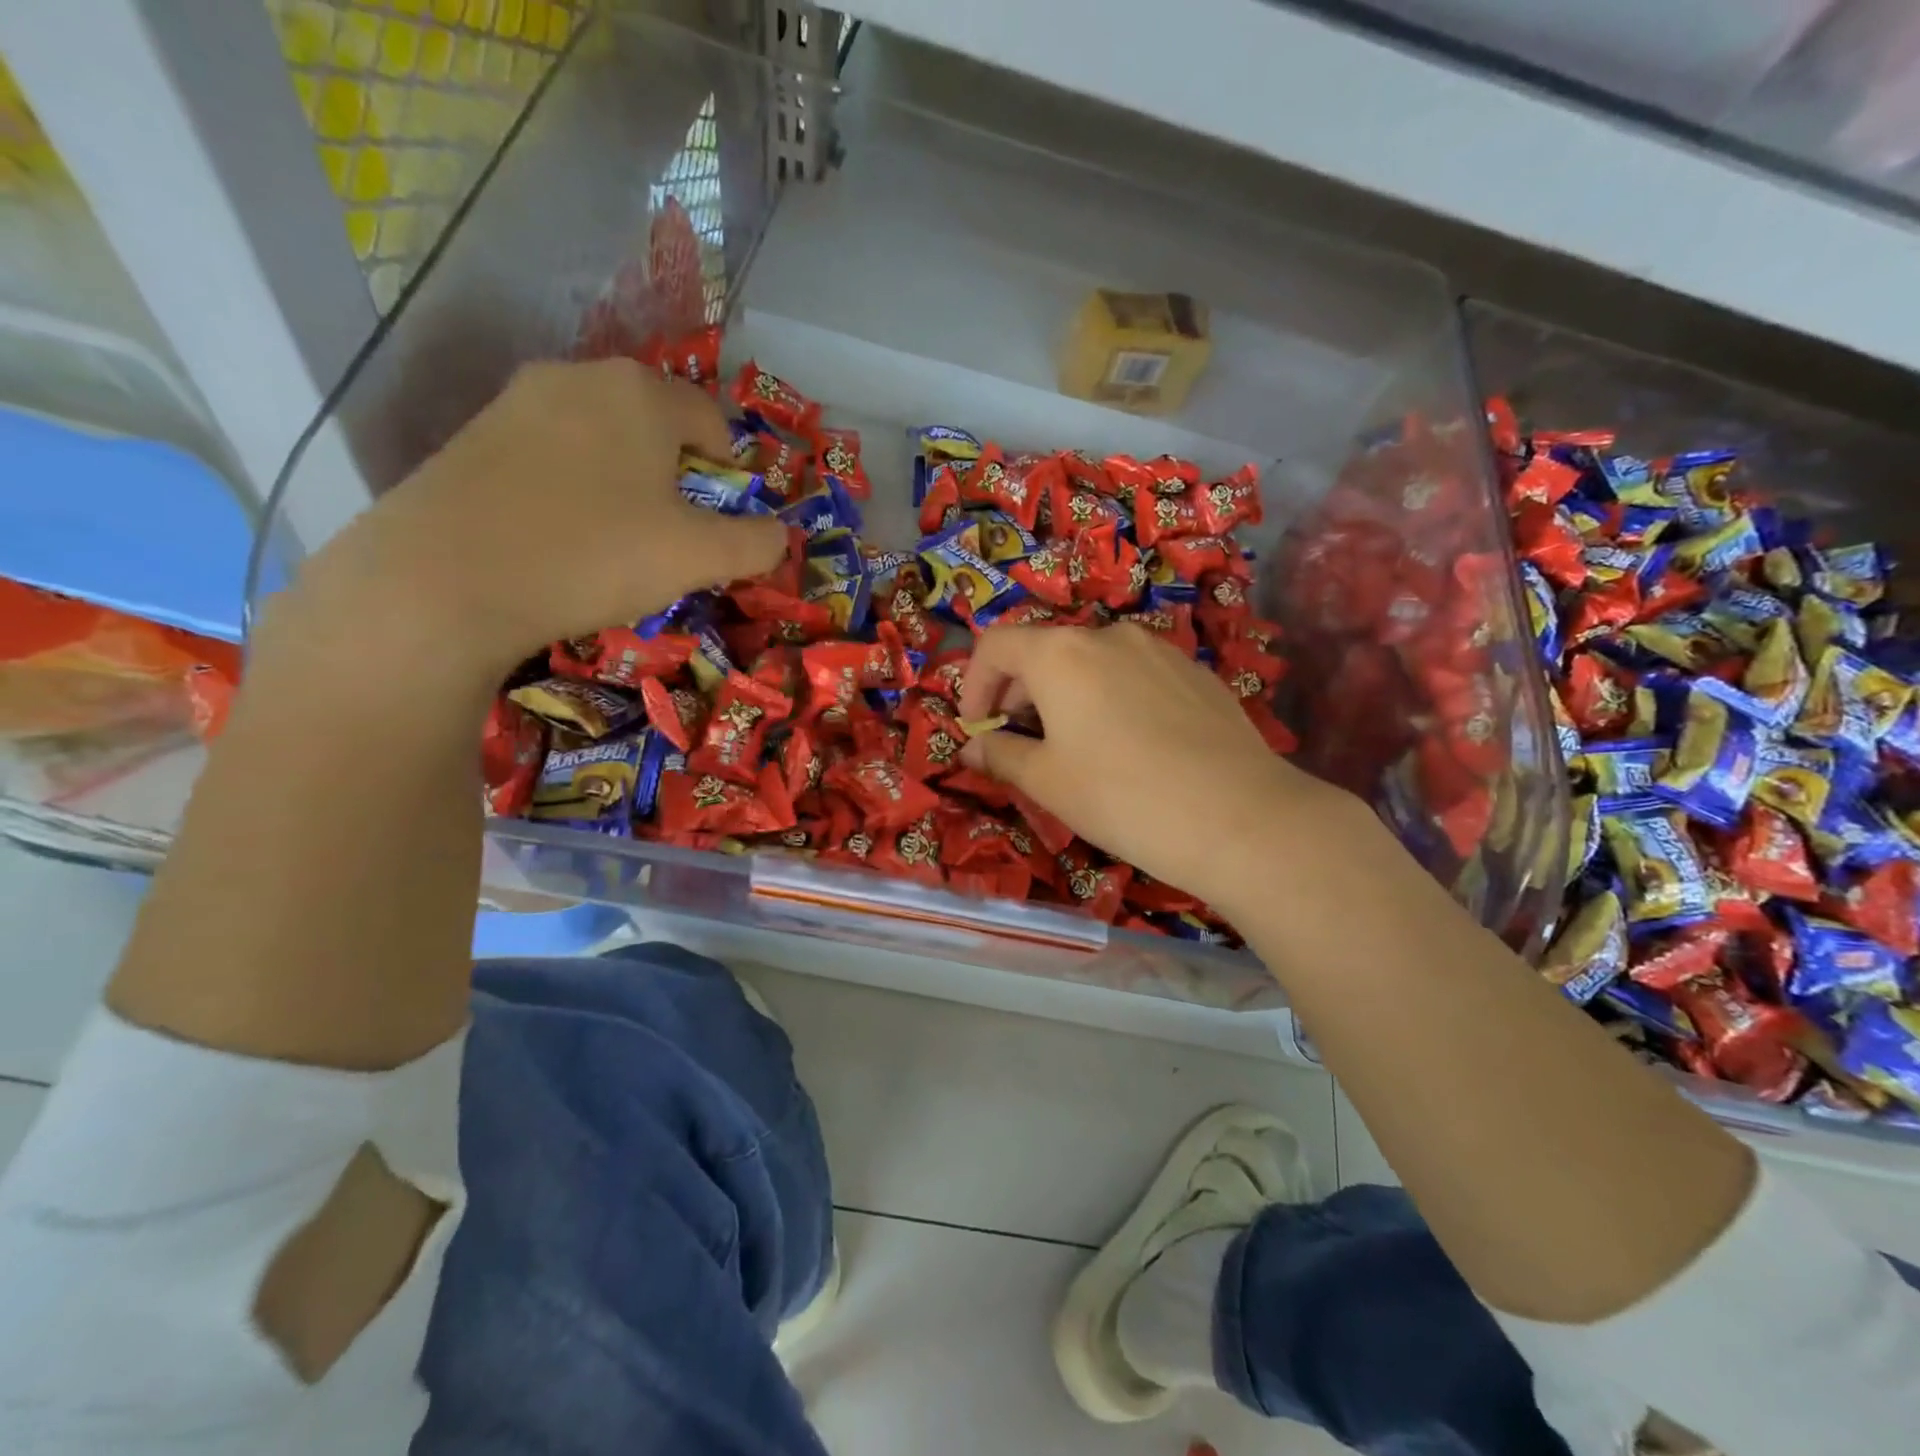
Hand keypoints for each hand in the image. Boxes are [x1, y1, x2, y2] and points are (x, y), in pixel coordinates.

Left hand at [301, 359, 785, 672]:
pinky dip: (573, 490)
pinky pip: (551, 456)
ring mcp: (517, 400)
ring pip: (601, 440)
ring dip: (626, 484)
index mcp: (641, 392)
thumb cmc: (594, 554)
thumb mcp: (698, 558)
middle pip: (655, 425)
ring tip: (616, 542)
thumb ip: (755, 544)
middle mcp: (578, 376)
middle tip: (672, 536)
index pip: (712, 421)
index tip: (719, 524)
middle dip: (676, 477)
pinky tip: (561, 539)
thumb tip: (779, 536)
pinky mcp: (473, 436)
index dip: (729, 475)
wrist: (444, 579)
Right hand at [956, 623, 1355, 916]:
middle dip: (1018, 693)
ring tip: (1074, 747)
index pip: (995, 644)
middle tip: (1020, 745)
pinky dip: (1109, 697)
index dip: (973, 684)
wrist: (1239, 817)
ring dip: (1064, 695)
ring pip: (1090, 661)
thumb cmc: (1123, 797)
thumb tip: (973, 749)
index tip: (978, 729)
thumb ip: (1001, 756)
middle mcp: (1107, 635)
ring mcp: (1158, 649)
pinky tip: (1129, 745)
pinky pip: (1133, 673)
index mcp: (1061, 653)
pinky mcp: (1194, 672)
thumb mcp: (1047, 782)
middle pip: (1043, 650)